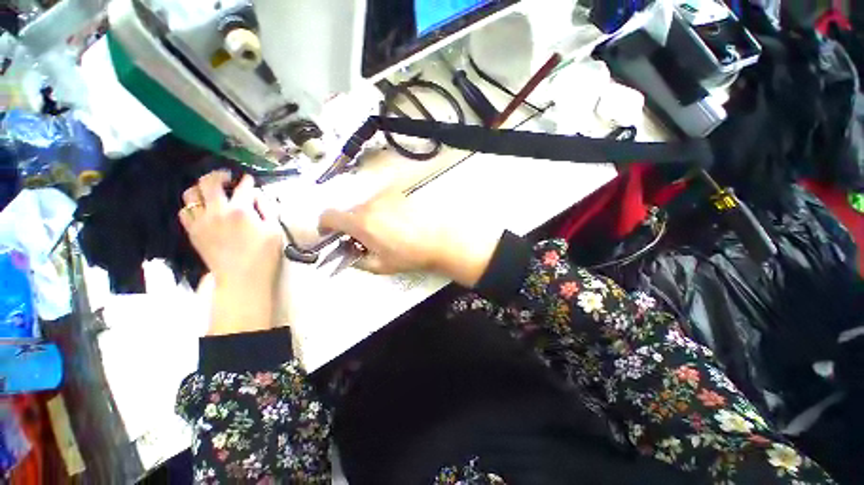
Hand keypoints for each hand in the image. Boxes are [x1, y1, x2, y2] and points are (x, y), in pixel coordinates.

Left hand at [179, 171, 283, 334]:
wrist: (242, 278)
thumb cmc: (265, 255)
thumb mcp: (275, 230)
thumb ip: (267, 209)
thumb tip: (257, 196)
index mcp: (241, 211)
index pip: (242, 188)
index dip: (247, 181)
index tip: (249, 179)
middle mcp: (217, 211)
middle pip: (209, 182)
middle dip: (218, 175)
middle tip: (227, 177)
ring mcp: (201, 222)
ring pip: (190, 194)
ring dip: (201, 188)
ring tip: (211, 191)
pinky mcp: (193, 232)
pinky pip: (185, 212)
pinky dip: (192, 206)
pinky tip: (203, 209)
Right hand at [318, 186, 501, 286]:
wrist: (439, 241)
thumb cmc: (409, 255)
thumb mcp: (380, 266)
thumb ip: (357, 261)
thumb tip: (348, 255)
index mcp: (362, 223)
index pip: (329, 215)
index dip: (324, 224)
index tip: (330, 234)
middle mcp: (370, 205)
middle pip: (350, 211)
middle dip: (351, 225)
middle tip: (365, 239)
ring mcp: (386, 197)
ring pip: (367, 206)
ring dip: (368, 218)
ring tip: (386, 232)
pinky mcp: (399, 194)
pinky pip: (382, 202)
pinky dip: (383, 211)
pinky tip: (398, 222)